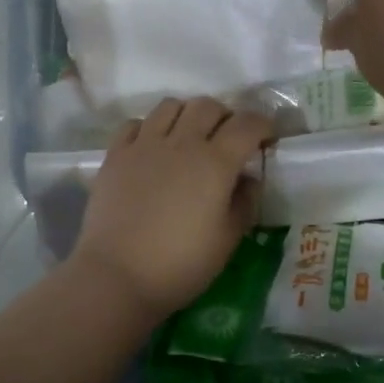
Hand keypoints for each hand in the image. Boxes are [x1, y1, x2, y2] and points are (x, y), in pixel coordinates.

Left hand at [71, 97, 273, 318]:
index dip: (262, 124)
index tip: (268, 136)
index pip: (246, 124)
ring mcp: (144, 145)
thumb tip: (248, 179)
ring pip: (170, 106)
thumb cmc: (181, 264)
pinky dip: (149, 128)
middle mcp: (181, 143)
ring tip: (189, 137)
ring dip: (187, 115)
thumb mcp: (227, 240)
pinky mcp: (115, 155)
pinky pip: (135, 123)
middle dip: (225, 116)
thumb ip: (244, 203)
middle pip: (208, 106)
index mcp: (215, 162)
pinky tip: (152, 148)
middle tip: (228, 139)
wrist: (117, 276)